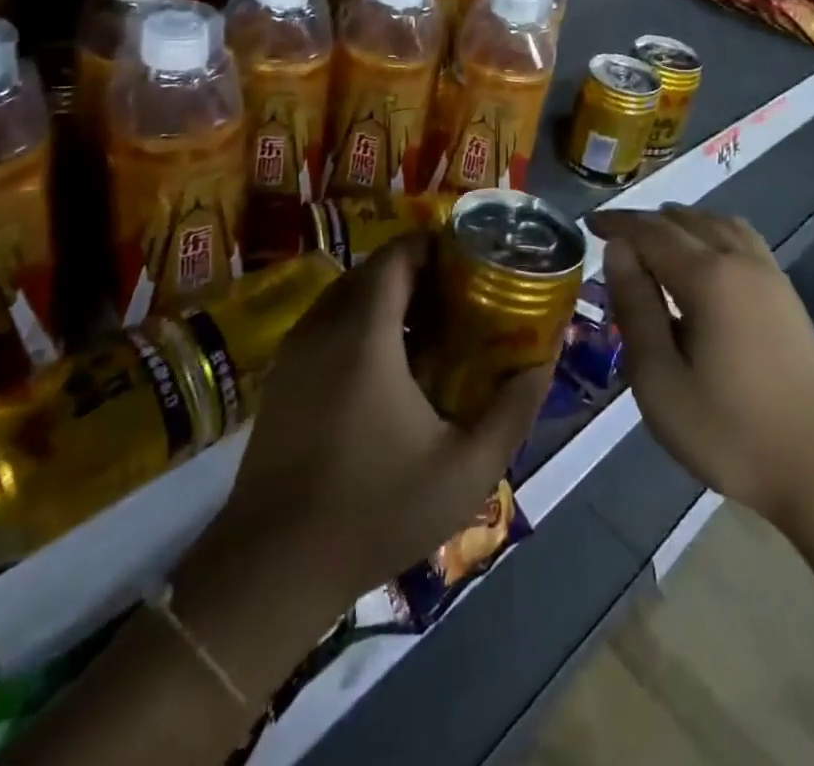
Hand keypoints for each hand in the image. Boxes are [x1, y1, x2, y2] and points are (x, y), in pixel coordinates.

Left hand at [215, 236, 549, 608]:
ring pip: (349, 296)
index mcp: (364, 332)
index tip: (473, 262)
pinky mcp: (282, 375)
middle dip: (421, 273)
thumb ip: (511, 411)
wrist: (271, 567)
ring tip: (435, 331)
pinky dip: (363, 324)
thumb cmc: (373, 510)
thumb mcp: (464, 471)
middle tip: (463, 298)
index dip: (436, 247)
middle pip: (375, 270)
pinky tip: (390, 371)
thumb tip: (542, 364)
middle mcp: (324, 324)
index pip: (397, 254)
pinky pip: (330, 323)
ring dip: (391, 299)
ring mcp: (296, 349)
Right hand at [588, 206, 813, 531]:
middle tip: (612, 236)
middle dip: (643, 221)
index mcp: (706, 277)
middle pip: (683, 220)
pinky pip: (740, 238)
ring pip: (716, 223)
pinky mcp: (785, 293)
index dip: (616, 223)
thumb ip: (636, 308)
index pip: (649, 231)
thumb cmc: (732, 430)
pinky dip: (710, 232)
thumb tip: (618, 250)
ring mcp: (768, 274)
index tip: (589, 223)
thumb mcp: (660, 379)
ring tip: (652, 240)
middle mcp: (738, 260)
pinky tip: (703, 256)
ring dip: (679, 223)